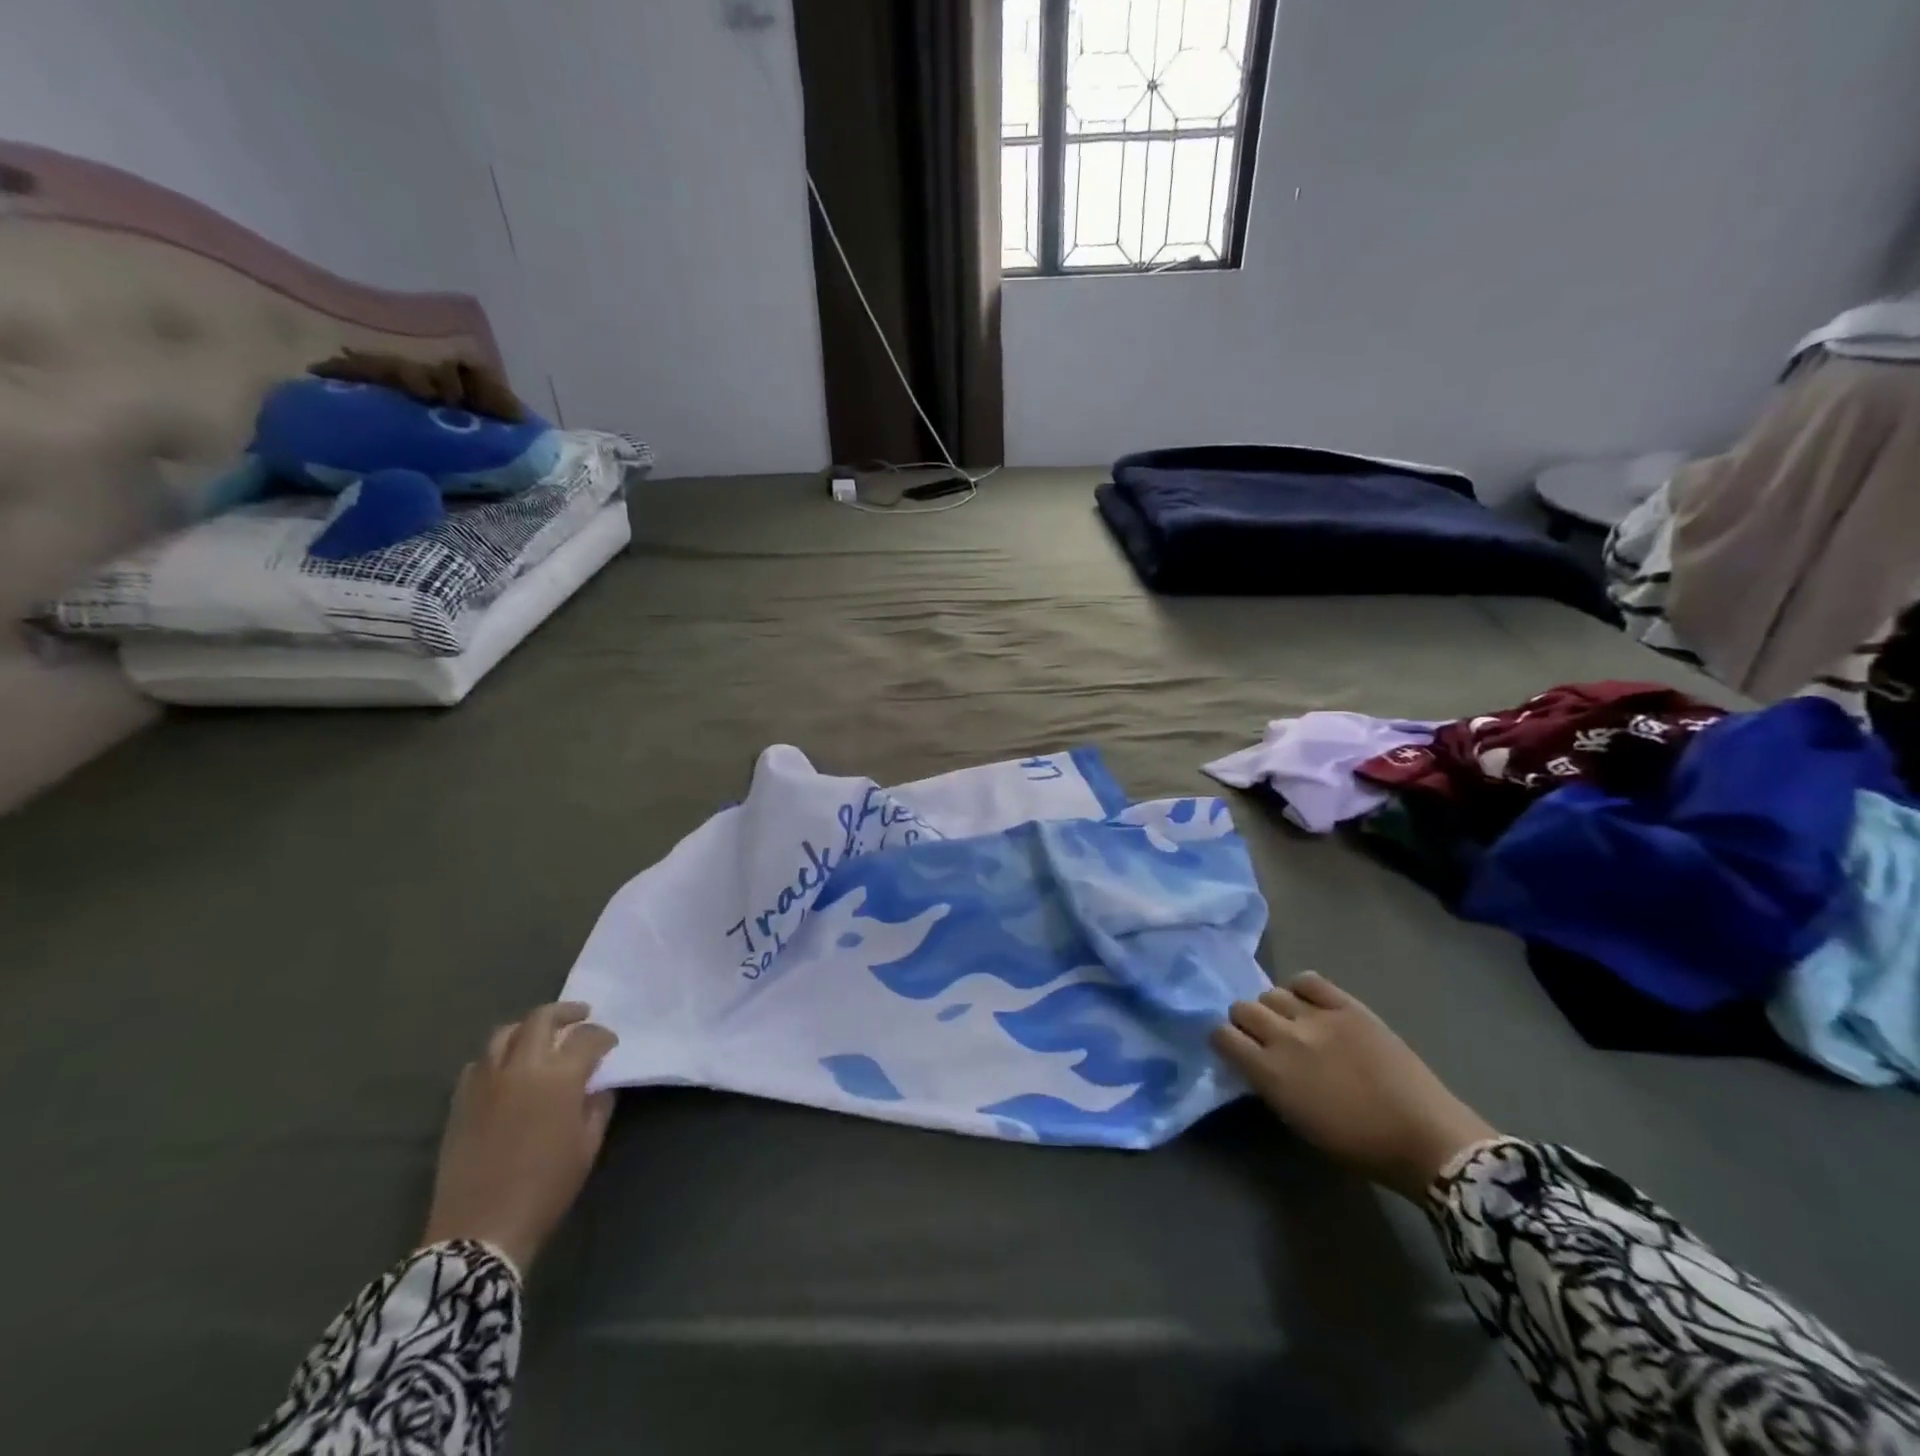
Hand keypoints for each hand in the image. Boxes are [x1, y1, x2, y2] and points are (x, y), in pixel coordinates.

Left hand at [421, 1002, 618, 1273]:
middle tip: (581, 1016)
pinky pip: (479, 1063)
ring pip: (505, 1033)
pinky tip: (507, 1069)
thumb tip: (597, 1085)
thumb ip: (597, 1106)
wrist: (480, 1231)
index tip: (611, 1044)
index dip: (603, 1036)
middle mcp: (522, 1068)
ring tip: (541, 1035)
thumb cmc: (546, 1188)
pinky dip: (497, 1056)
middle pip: (542, 1019)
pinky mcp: (461, 1101)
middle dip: (566, 1013)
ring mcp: (486, 1082)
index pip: (587, 1038)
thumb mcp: (587, 1146)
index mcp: (560, 1077)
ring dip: (528, 1027)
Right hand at [1211, 973, 1497, 1201]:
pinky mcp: (1348, 1006)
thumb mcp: (1298, 1120)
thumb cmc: (1359, 1145)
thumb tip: (1256, 1061)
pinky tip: (1310, 1004)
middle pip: (1242, 1008)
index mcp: (1270, 1073)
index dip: (1224, 1040)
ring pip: (1271, 993)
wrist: (1425, 1138)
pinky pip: (1309, 980)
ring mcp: (1318, 1017)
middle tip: (1263, 1036)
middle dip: (1245, 1021)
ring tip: (1291, 1022)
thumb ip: (1269, 1084)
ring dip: (1273, 1007)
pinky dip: (1302, 989)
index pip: (1222, 1036)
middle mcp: (1286, 1037)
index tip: (1234, 1049)